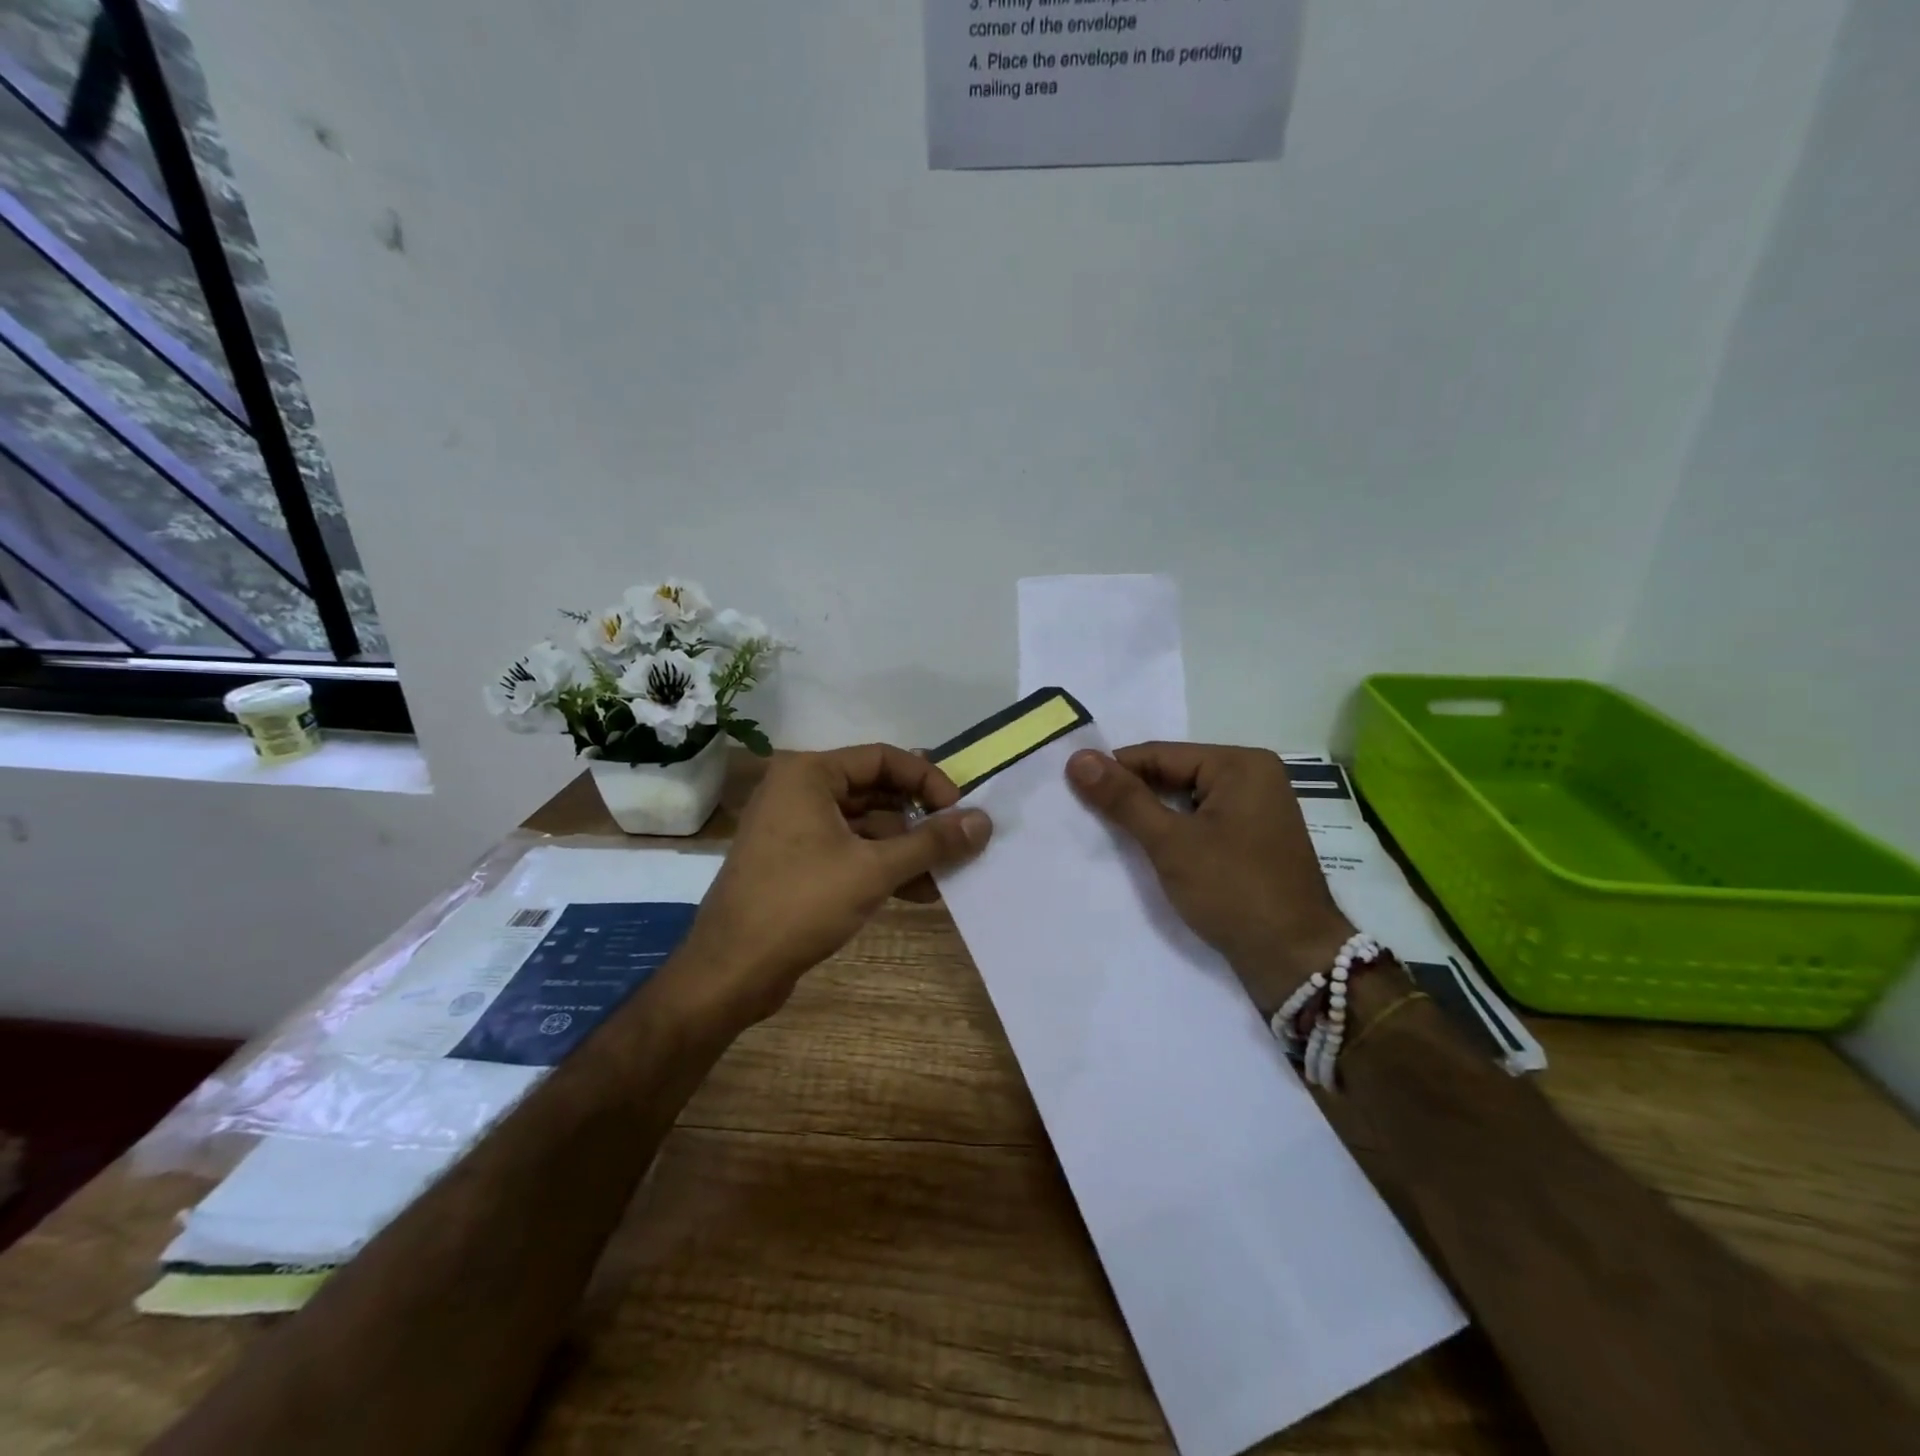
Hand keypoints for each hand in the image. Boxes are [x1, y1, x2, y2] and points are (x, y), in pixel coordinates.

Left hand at [674, 745, 992, 1031]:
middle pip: (876, 791)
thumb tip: (984, 822)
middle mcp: (799, 791)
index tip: (960, 811)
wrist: (731, 970)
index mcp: (809, 774)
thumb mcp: (874, 869)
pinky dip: (882, 866)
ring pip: (865, 826)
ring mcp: (795, 828)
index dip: (928, 780)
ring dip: (906, 848)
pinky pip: (849, 851)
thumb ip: (931, 842)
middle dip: (919, 819)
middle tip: (959, 841)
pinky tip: (919, 892)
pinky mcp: (796, 863)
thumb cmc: (800, 903)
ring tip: (946, 874)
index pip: (883, 758)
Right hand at [1067, 743, 1353, 1015]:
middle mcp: (1254, 777)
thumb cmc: (1234, 891)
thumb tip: (1077, 758)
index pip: (1161, 754)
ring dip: (1151, 815)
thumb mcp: (1171, 842)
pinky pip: (1202, 822)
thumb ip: (1123, 798)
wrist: (1295, 960)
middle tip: (1085, 811)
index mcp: (1241, 764)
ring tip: (1108, 830)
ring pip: (1187, 800)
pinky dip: (1174, 832)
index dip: (1115, 770)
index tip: (1072, 787)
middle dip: (1133, 794)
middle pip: (1175, 774)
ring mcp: (1257, 810)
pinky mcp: (1254, 840)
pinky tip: (1147, 848)